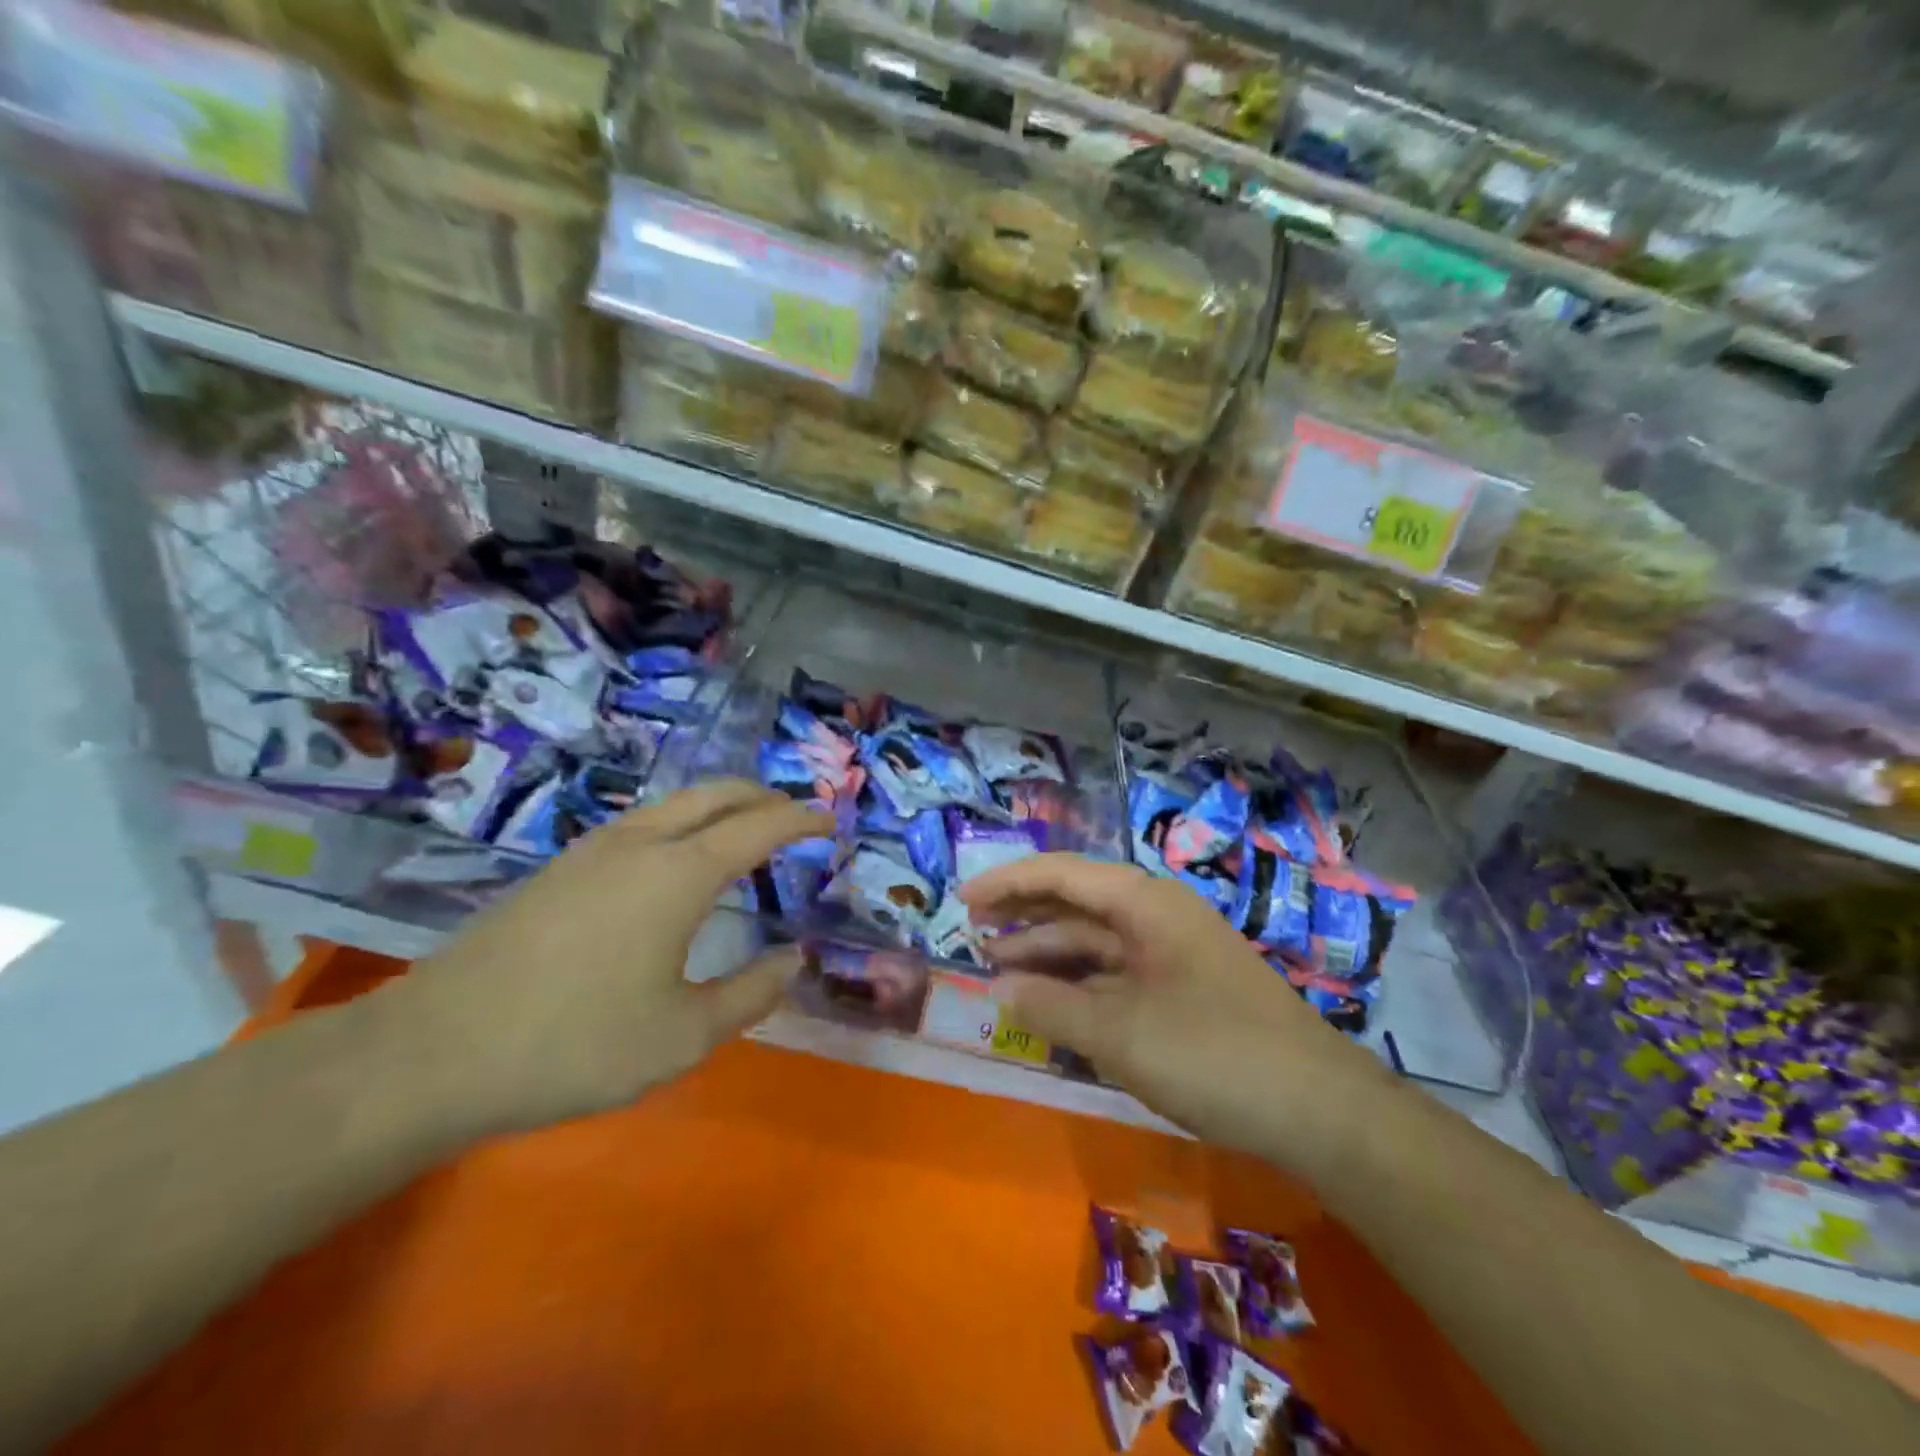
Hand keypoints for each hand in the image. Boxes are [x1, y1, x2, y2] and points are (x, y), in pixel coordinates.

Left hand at [384, 781, 830, 1134]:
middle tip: (794, 816)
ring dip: (719, 805)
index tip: (830, 822)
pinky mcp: (559, 868)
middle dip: (762, 796)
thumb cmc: (575, 1044)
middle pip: (715, 793)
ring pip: (673, 803)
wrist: (432, 1053)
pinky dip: (682, 823)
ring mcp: (592, 850)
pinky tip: (675, 861)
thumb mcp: (683, 1035)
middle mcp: (640, 843)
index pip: (759, 826)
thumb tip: (794, 958)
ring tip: (743, 832)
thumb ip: (751, 993)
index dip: (801, 819)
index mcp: (679, 873)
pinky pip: (641, 823)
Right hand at [960, 856, 1384, 1161]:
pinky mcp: (1182, 989)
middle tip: (972, 933)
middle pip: (1076, 903)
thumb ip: (1051, 1006)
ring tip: (999, 969)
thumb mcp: (1119, 1033)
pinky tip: (1051, 1004)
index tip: (961, 900)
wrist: (1320, 1109)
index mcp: (1143, 902)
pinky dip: (1079, 985)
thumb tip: (998, 987)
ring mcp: (1172, 953)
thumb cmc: (1213, 1054)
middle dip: (1023, 917)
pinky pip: (1116, 974)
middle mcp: (1156, 915)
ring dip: (1048, 954)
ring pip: (1095, 942)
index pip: (1061, 874)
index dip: (1007, 883)